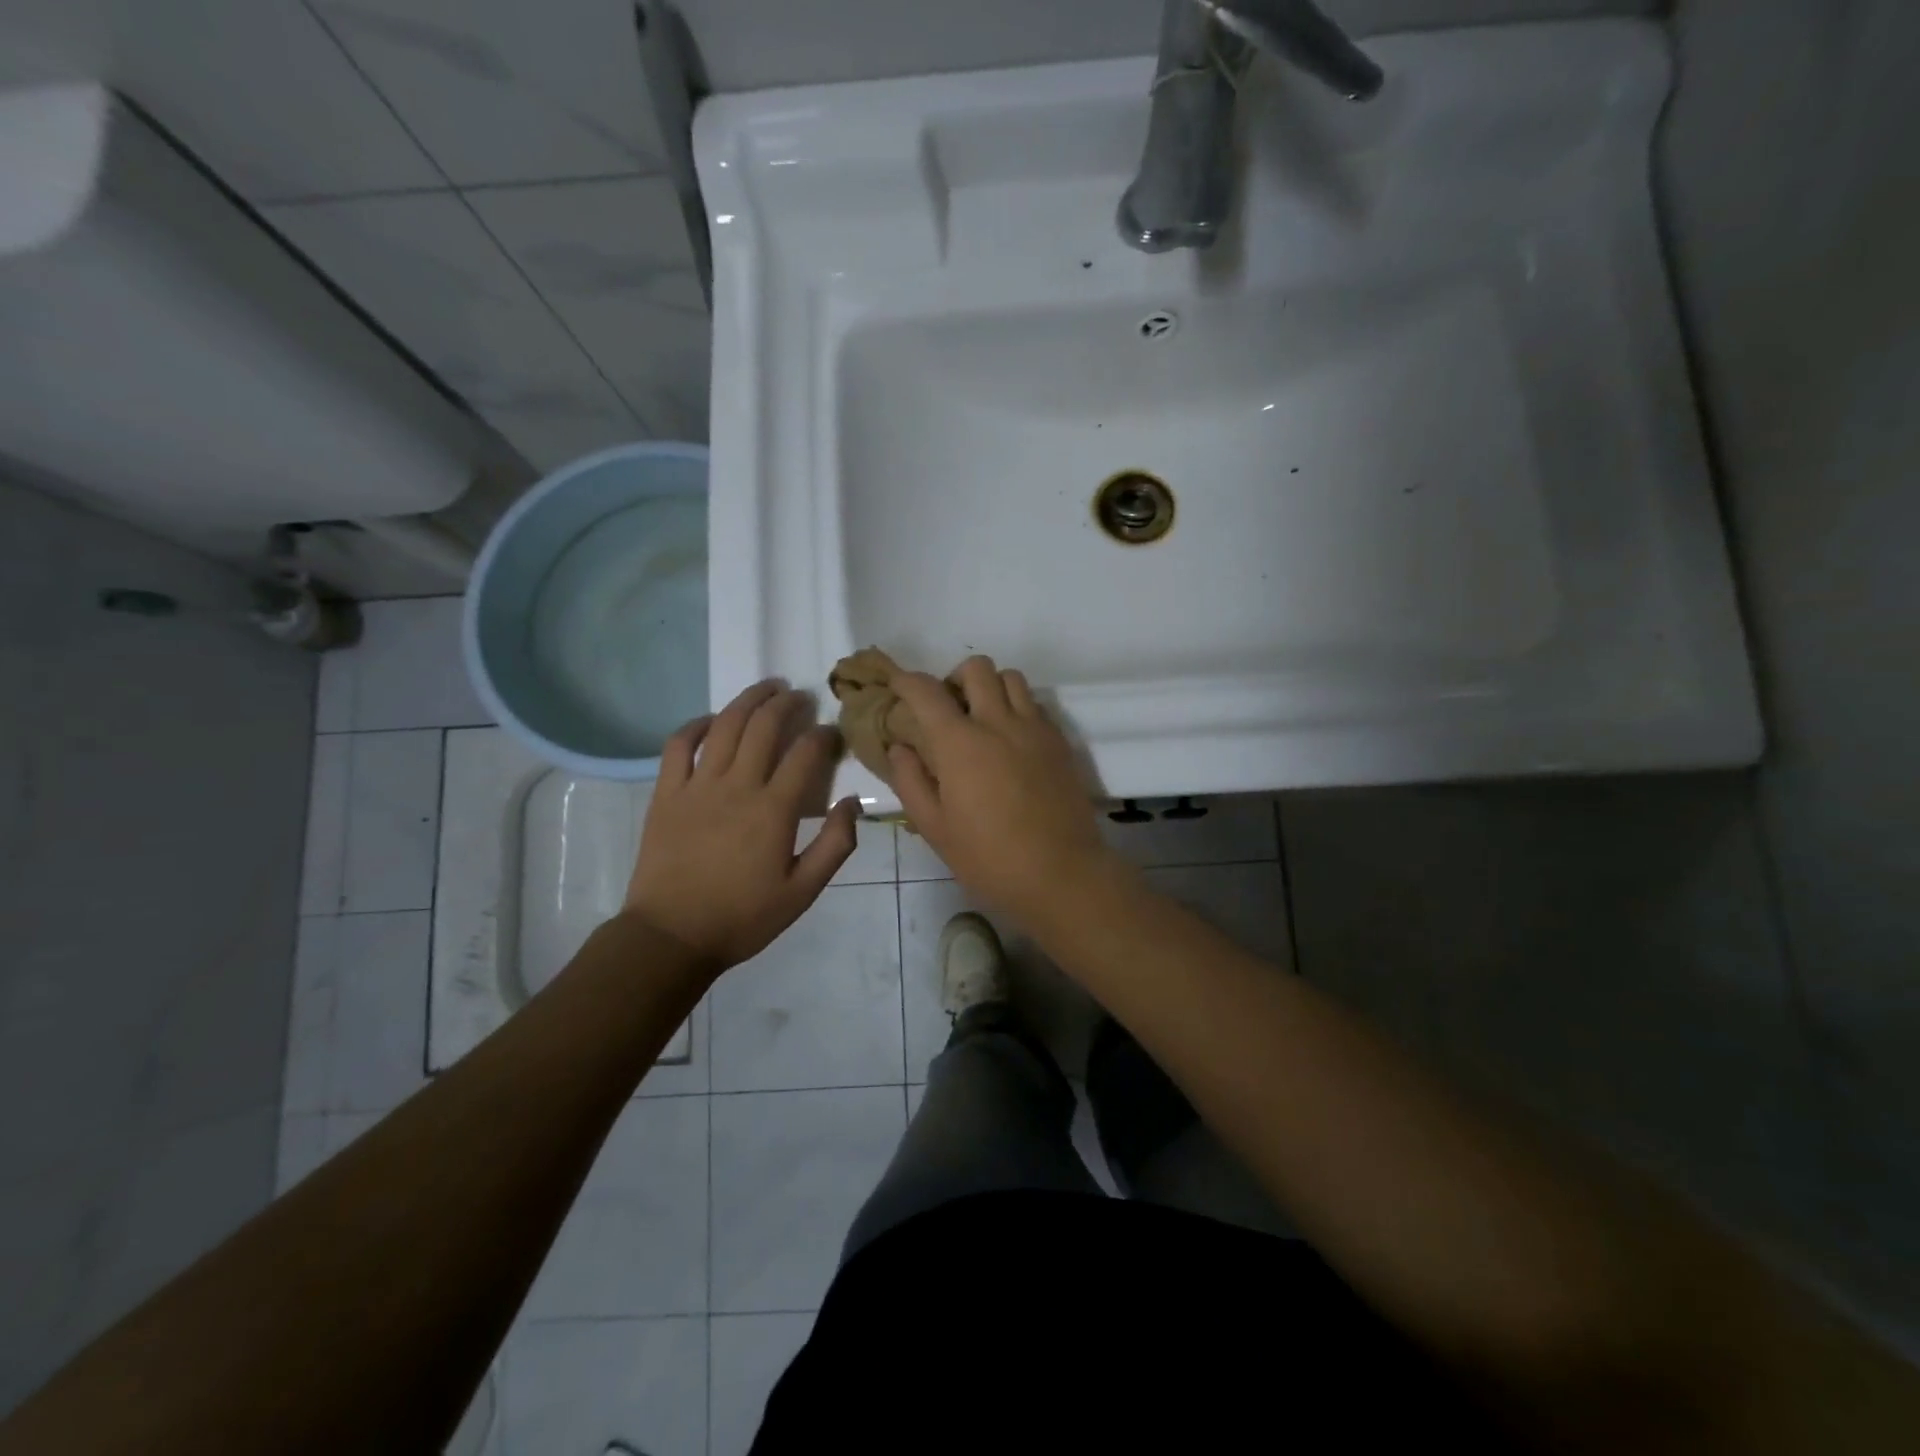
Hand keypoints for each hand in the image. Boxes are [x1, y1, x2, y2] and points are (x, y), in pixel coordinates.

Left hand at [626, 681, 860, 969]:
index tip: (833, 733)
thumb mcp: (803, 892)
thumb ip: (836, 845)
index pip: (806, 754)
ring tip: (767, 688)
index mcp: (774, 810)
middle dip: (788, 704)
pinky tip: (712, 719)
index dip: (824, 735)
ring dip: (749, 700)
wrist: (672, 936)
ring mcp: (697, 786)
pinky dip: (697, 724)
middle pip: (764, 727)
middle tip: (801, 696)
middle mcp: (737, 786)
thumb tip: (853, 801)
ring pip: (725, 725)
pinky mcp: (666, 793)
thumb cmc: (743, 917)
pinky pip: (679, 744)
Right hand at [887, 656, 1119, 925]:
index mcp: (960, 743)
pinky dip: (1018, 708)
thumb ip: (911, 781)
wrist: (1061, 874)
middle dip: (955, 678)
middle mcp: (998, 723)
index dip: (906, 682)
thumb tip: (901, 747)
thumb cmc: (989, 858)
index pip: (926, 691)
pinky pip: (1036, 704)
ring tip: (983, 719)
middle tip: (948, 709)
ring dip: (991, 688)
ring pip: (1012, 678)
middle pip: (977, 668)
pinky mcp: (1060, 741)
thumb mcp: (935, 828)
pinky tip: (1012, 740)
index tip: (898, 687)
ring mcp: (1035, 729)